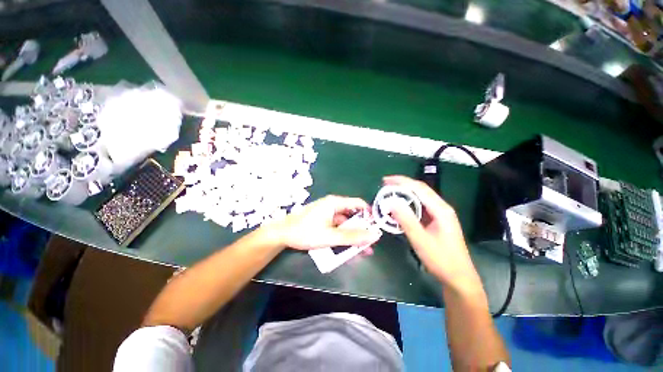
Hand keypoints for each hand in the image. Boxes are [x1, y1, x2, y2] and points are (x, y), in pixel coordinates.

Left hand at [272, 195, 381, 250]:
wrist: (282, 235)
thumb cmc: (305, 232)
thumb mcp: (330, 236)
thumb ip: (352, 237)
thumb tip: (373, 236)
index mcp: (335, 203)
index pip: (358, 203)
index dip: (369, 214)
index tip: (375, 227)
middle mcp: (333, 205)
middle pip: (353, 215)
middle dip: (362, 229)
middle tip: (370, 243)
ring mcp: (328, 213)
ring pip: (346, 223)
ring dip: (354, 235)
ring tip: (363, 249)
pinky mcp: (324, 221)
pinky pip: (338, 227)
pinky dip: (345, 236)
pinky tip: (350, 248)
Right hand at [383, 175, 482, 295]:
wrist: (458, 277)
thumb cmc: (441, 260)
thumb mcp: (421, 240)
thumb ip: (406, 220)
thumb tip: (391, 202)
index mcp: (441, 209)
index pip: (419, 188)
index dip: (401, 181)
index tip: (385, 180)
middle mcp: (441, 208)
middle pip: (420, 190)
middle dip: (402, 185)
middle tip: (384, 186)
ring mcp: (440, 214)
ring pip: (420, 198)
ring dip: (404, 193)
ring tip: (389, 194)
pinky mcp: (436, 220)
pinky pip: (420, 206)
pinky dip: (408, 203)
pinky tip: (399, 207)